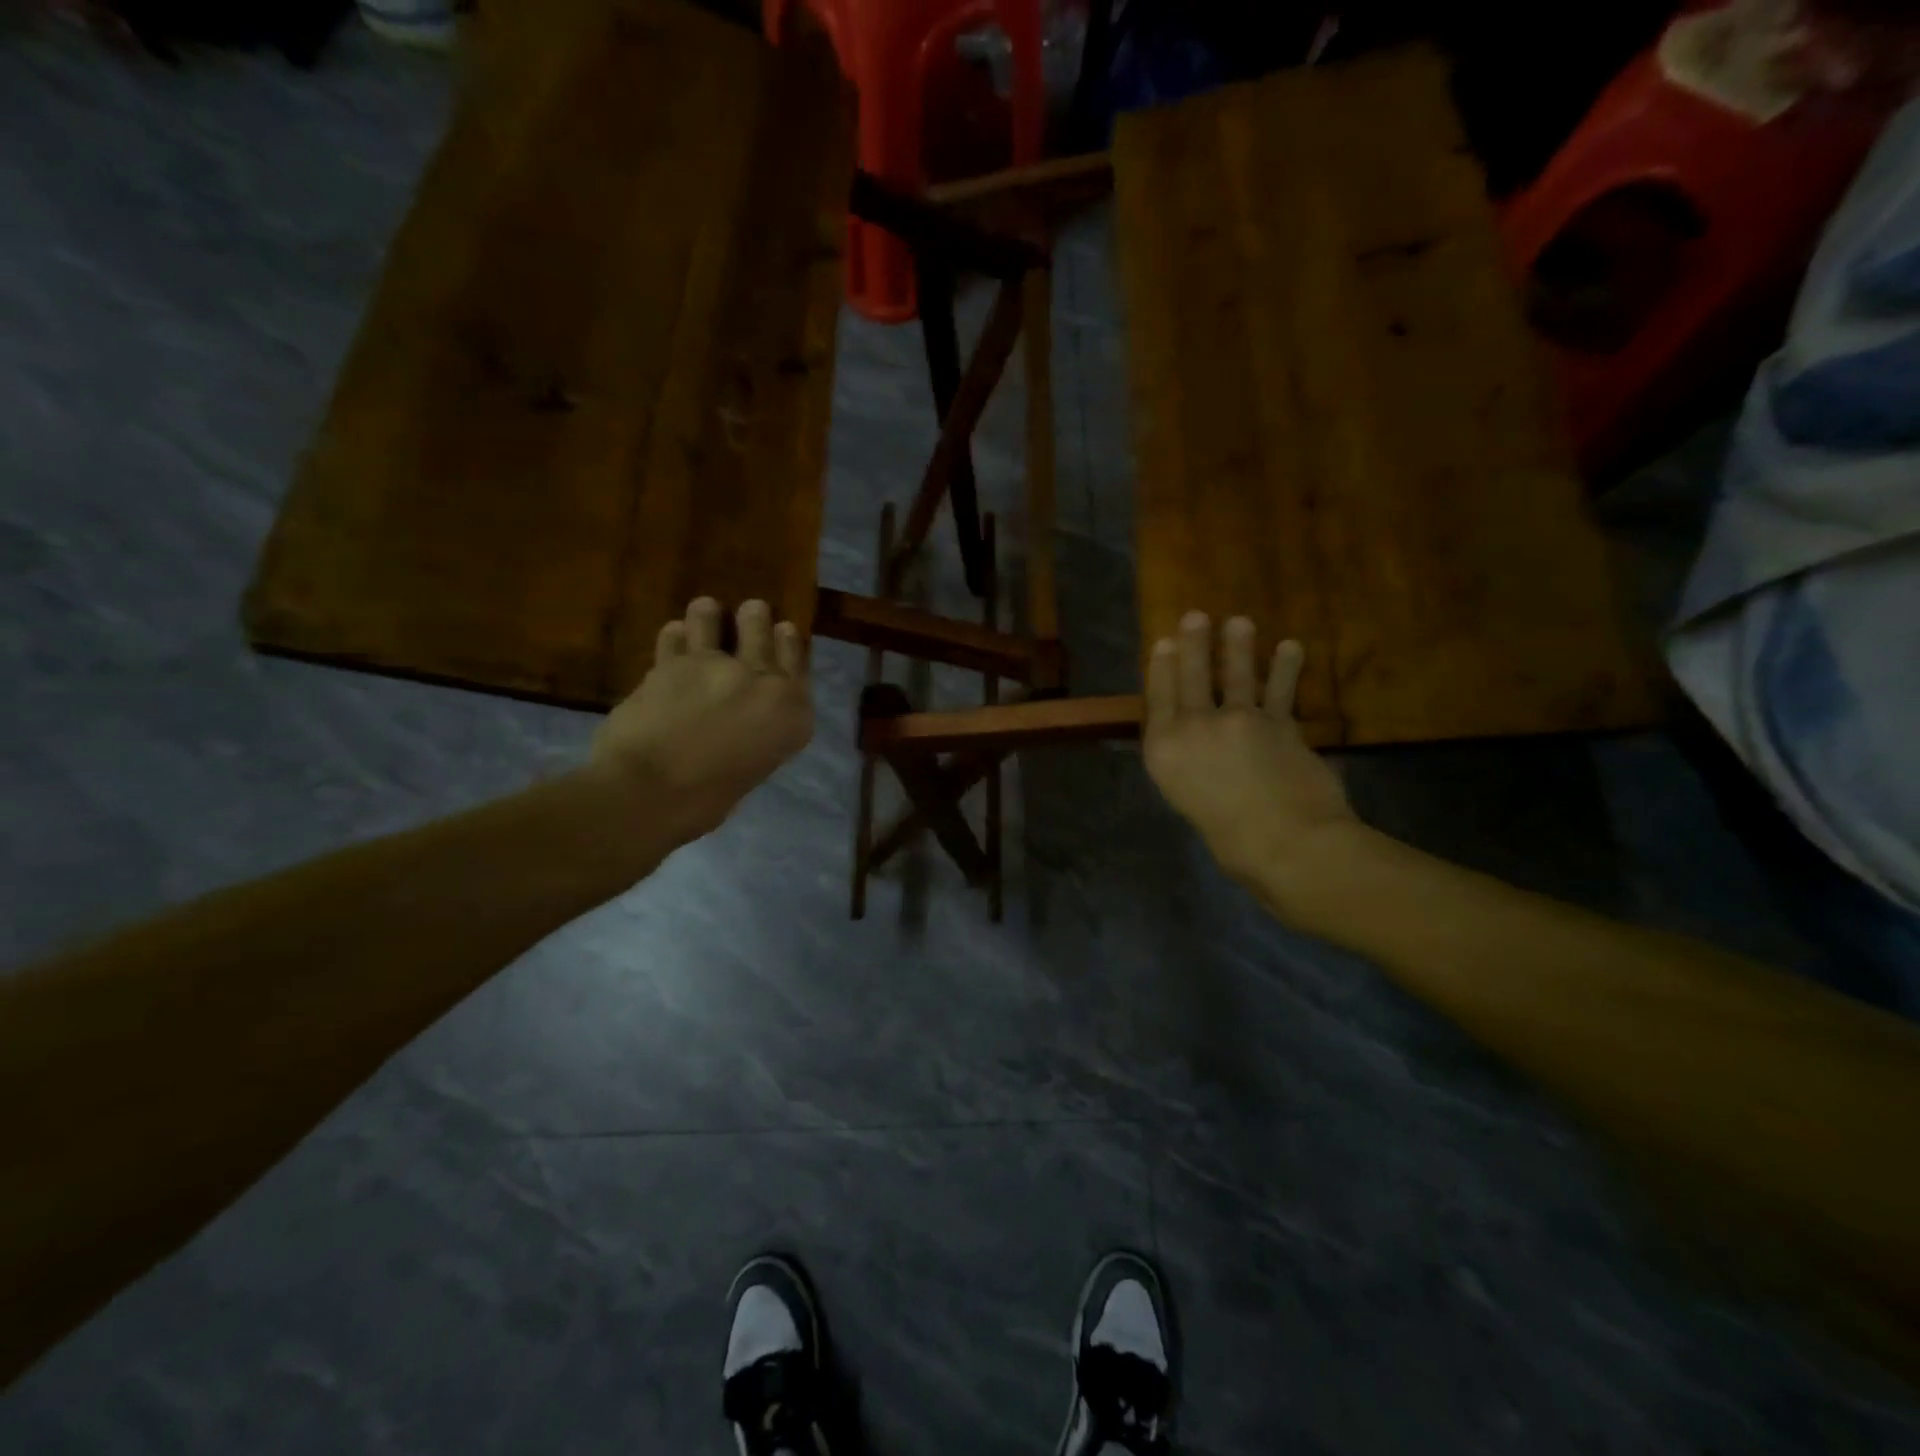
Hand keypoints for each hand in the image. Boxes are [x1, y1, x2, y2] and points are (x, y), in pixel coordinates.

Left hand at [591, 597, 814, 843]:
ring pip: (711, 618)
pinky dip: (675, 636)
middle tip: (751, 611)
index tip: (783, 629)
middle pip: (762, 630)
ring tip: (705, 612)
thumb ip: (757, 731)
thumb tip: (740, 719)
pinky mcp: (671, 663)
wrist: (652, 792)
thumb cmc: (709, 799)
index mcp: (792, 714)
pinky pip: (674, 636)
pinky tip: (674, 637)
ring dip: (708, 615)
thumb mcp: (755, 765)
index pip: (797, 663)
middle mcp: (762, 682)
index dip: (788, 643)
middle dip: (754, 618)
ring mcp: (715, 666)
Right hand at [1143, 612, 1357, 887]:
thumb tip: (1200, 746)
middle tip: (1196, 616)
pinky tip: (1290, 647)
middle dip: (1193, 644)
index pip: (1159, 698)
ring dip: (1238, 645)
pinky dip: (1286, 667)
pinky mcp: (1280, 724)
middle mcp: (1196, 728)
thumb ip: (1189, 766)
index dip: (1161, 668)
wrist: (1285, 845)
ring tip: (1240, 621)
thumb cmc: (1228, 839)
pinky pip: (1281, 690)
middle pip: (1191, 677)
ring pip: (1235, 675)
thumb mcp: (1188, 800)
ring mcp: (1239, 721)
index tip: (1164, 642)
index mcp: (1165, 750)